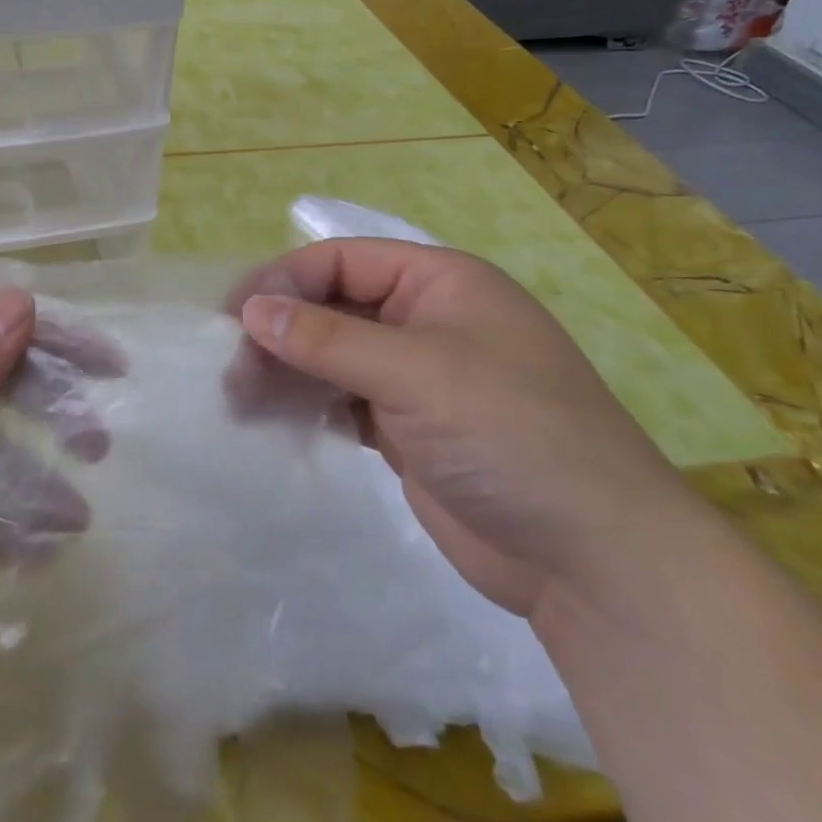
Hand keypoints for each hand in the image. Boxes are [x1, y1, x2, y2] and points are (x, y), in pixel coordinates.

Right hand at [234, 240, 706, 620]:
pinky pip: (340, 399)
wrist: (592, 560)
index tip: (234, 315)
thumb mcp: (415, 373)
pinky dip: (305, 404)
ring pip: (330, 355)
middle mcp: (424, 320)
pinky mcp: (405, 427)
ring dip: (285, 369)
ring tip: (237, 397)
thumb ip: (326, 339)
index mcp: (440, 283)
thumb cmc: (511, 435)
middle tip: (230, 366)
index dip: (285, 280)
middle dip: (280, 330)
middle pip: (332, 306)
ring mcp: (415, 377)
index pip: (342, 261)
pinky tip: (270, 418)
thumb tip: (250, 310)